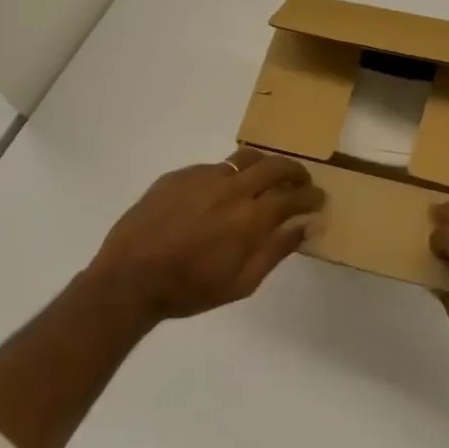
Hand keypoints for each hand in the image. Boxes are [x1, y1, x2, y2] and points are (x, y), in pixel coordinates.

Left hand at [83, 150, 323, 325]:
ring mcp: (203, 177)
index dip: (312, 196)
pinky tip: (220, 194)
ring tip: (265, 178)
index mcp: (251, 218)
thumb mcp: (241, 283)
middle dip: (295, 171)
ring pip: (244, 158)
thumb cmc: (190, 289)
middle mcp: (231, 188)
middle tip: (300, 181)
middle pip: (274, 165)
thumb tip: (304, 227)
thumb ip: (276, 251)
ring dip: (263, 165)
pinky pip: (213, 167)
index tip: (319, 199)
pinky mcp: (178, 175)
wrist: (130, 278)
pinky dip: (228, 176)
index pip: (294, 196)